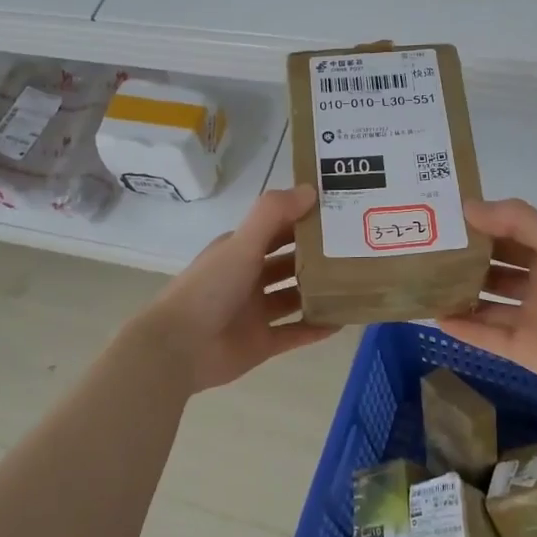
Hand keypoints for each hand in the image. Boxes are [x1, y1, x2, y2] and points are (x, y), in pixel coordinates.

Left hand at [136, 186, 337, 391]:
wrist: (179, 347)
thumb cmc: (210, 288)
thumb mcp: (241, 244)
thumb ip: (273, 214)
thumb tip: (312, 189)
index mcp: (239, 251)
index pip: (277, 230)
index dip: (304, 220)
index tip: (341, 214)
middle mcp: (248, 279)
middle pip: (288, 263)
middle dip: (317, 257)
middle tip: (358, 250)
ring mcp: (254, 313)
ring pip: (293, 298)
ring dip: (319, 292)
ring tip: (357, 284)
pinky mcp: (261, 343)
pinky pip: (295, 333)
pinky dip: (316, 328)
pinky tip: (344, 320)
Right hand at [436, 198, 536, 393]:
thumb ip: (515, 219)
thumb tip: (467, 206)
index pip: (508, 236)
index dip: (480, 227)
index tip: (444, 219)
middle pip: (493, 270)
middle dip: (464, 261)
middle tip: (425, 252)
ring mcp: (529, 318)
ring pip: (486, 303)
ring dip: (459, 295)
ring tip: (423, 283)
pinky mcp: (522, 348)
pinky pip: (486, 336)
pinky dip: (463, 327)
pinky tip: (435, 316)